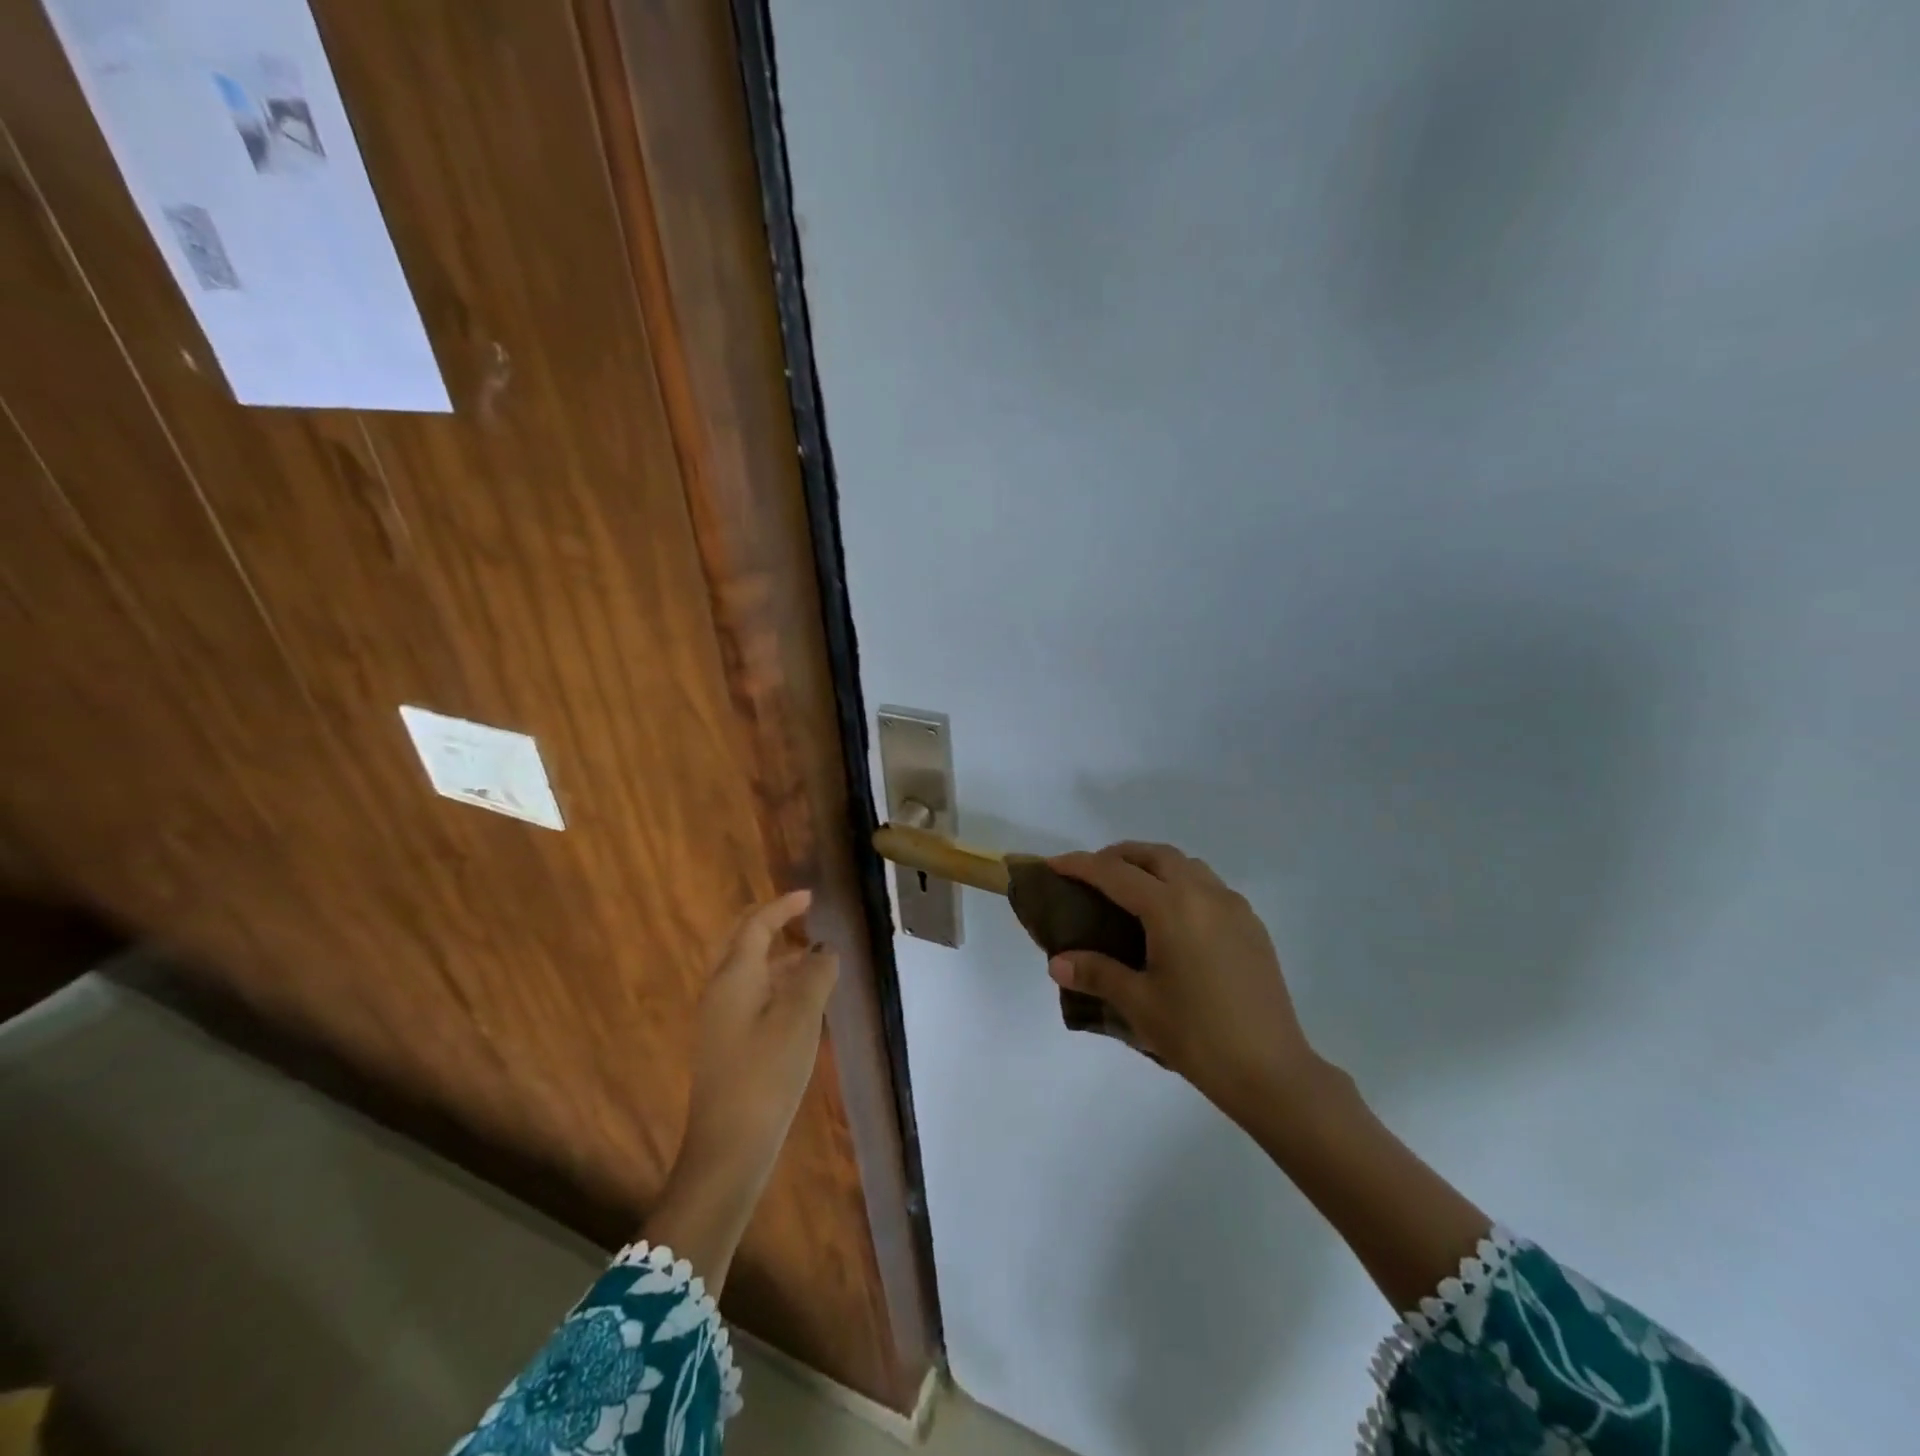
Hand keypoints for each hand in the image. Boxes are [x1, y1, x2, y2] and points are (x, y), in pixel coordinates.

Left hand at [645, 889, 838, 1291]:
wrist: (728, 1149)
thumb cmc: (765, 1075)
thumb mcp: (800, 1019)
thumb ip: (815, 976)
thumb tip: (824, 950)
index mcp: (733, 977)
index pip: (756, 926)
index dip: (782, 907)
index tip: (809, 897)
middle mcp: (719, 991)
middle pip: (741, 943)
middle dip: (770, 925)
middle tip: (802, 917)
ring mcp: (718, 1020)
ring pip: (746, 971)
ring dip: (775, 956)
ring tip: (812, 958)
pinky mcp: (724, 1045)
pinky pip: (748, 995)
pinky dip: (773, 983)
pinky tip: (798, 1001)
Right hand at [1047, 843, 1328, 1122]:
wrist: (1272, 1071)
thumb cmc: (1197, 1036)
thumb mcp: (1138, 1004)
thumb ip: (1096, 973)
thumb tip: (1057, 962)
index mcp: (1172, 908)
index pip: (1115, 873)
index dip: (1080, 866)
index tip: (1054, 865)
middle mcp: (1204, 894)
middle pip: (1155, 855)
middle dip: (1119, 856)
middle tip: (1092, 876)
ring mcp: (1234, 907)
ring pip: (1187, 865)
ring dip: (1154, 866)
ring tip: (1131, 893)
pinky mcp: (1252, 926)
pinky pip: (1210, 886)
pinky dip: (1182, 884)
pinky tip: (1173, 919)